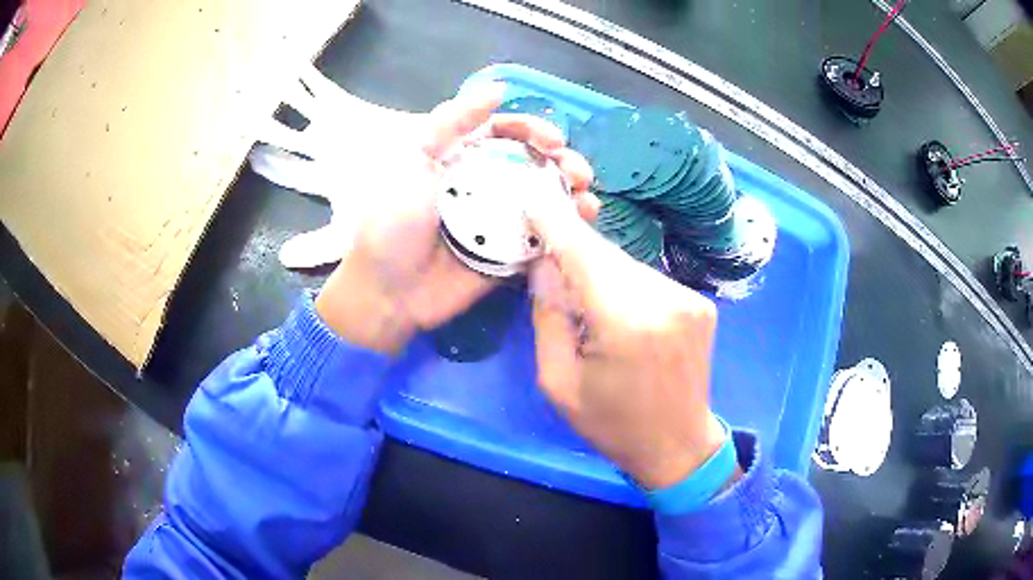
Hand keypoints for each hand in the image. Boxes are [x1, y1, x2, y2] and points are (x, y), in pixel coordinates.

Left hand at [316, 84, 596, 353]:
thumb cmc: (394, 222)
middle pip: (534, 164)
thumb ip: (450, 122)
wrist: (388, 291)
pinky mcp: (512, 255)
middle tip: (578, 171)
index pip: (507, 133)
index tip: (553, 140)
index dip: (533, 130)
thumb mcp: (413, 160)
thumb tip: (498, 89)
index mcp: (463, 159)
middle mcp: (487, 185)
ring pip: (545, 199)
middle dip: (562, 162)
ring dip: (572, 193)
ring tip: (586, 197)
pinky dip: (567, 228)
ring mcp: (502, 222)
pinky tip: (583, 222)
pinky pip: (545, 237)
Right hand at [526, 192, 726, 489]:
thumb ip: (548, 316)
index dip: (557, 224)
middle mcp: (664, 299)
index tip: (534, 199)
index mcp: (626, 324)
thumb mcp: (558, 382)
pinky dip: (625, 283)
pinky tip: (617, 309)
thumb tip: (543, 263)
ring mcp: (688, 298)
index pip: (583, 255)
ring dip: (600, 270)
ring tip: (584, 298)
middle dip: (574, 250)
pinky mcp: (700, 302)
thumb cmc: (611, 424)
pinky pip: (649, 278)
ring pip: (628, 264)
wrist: (677, 445)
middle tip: (548, 253)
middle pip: (607, 255)